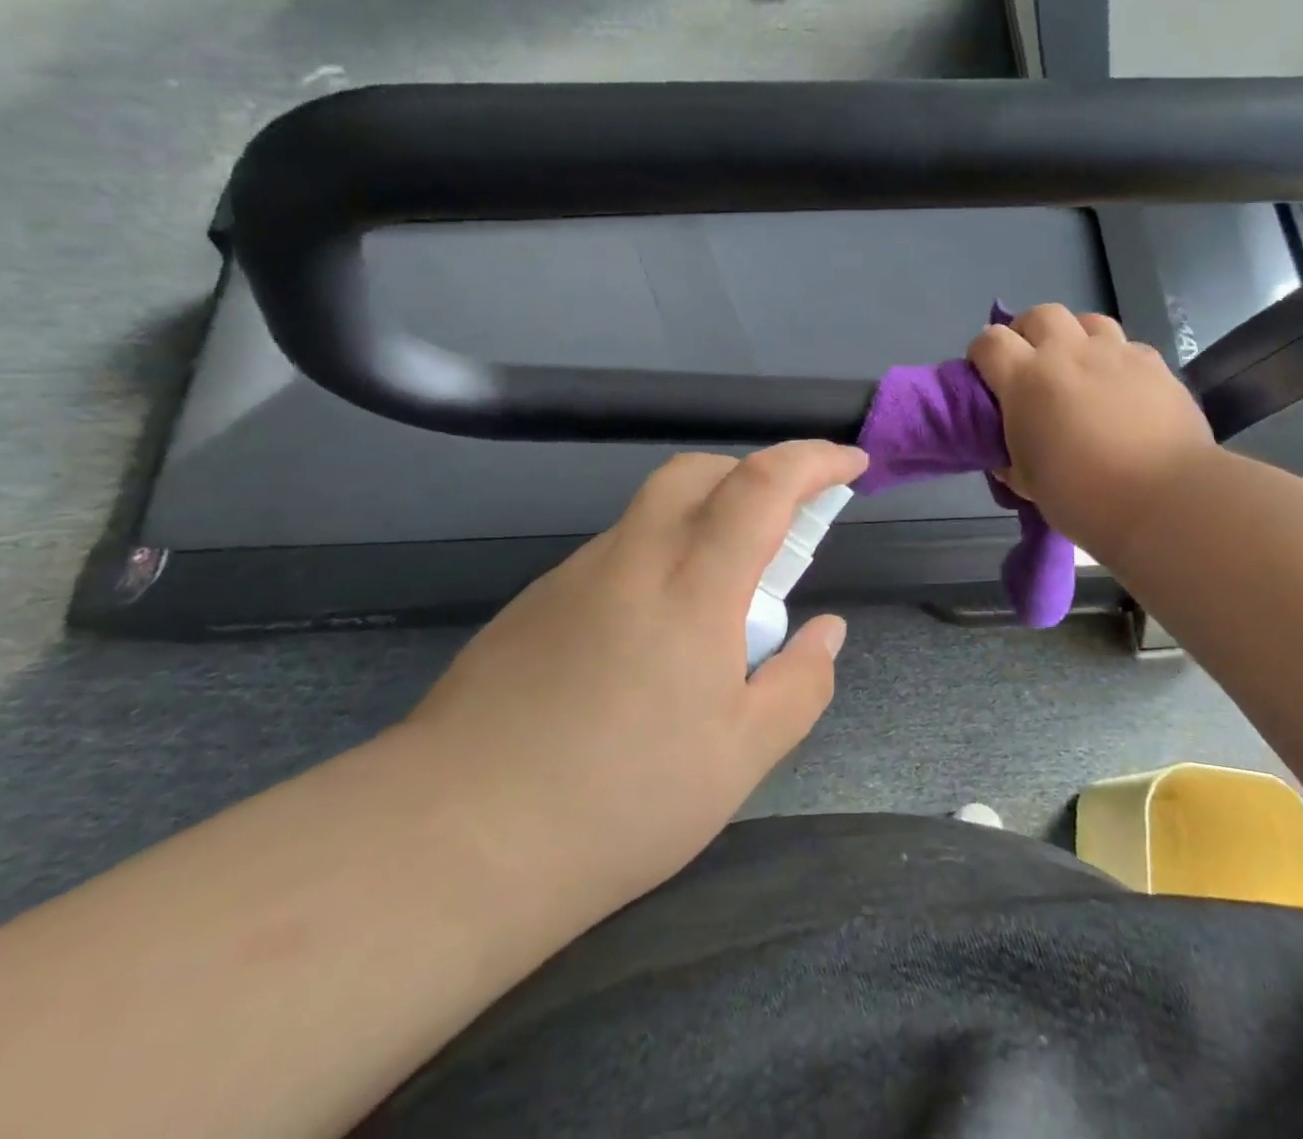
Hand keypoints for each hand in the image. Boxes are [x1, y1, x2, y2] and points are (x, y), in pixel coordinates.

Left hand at [402, 440, 868, 928]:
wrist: (452, 842)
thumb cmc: (619, 801)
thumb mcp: (741, 758)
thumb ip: (800, 684)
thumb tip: (827, 631)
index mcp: (694, 587)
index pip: (763, 485)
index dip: (814, 460)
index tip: (851, 464)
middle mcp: (633, 559)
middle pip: (696, 472)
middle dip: (751, 474)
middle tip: (783, 526)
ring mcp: (575, 577)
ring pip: (652, 511)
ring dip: (702, 521)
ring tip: (719, 601)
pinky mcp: (535, 604)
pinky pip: (614, 554)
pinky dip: (656, 560)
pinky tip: (650, 638)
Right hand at [970, 305, 1214, 559]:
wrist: (1163, 499)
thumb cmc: (1082, 496)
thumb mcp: (1027, 482)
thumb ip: (1010, 457)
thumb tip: (1007, 454)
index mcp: (1026, 380)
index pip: (989, 341)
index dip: (981, 354)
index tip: (986, 376)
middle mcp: (1068, 354)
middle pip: (1039, 315)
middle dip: (1029, 332)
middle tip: (1032, 364)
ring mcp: (1115, 354)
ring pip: (1087, 320)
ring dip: (1075, 337)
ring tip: (1079, 368)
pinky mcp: (1155, 364)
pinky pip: (1128, 346)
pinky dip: (1116, 360)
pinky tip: (1122, 388)